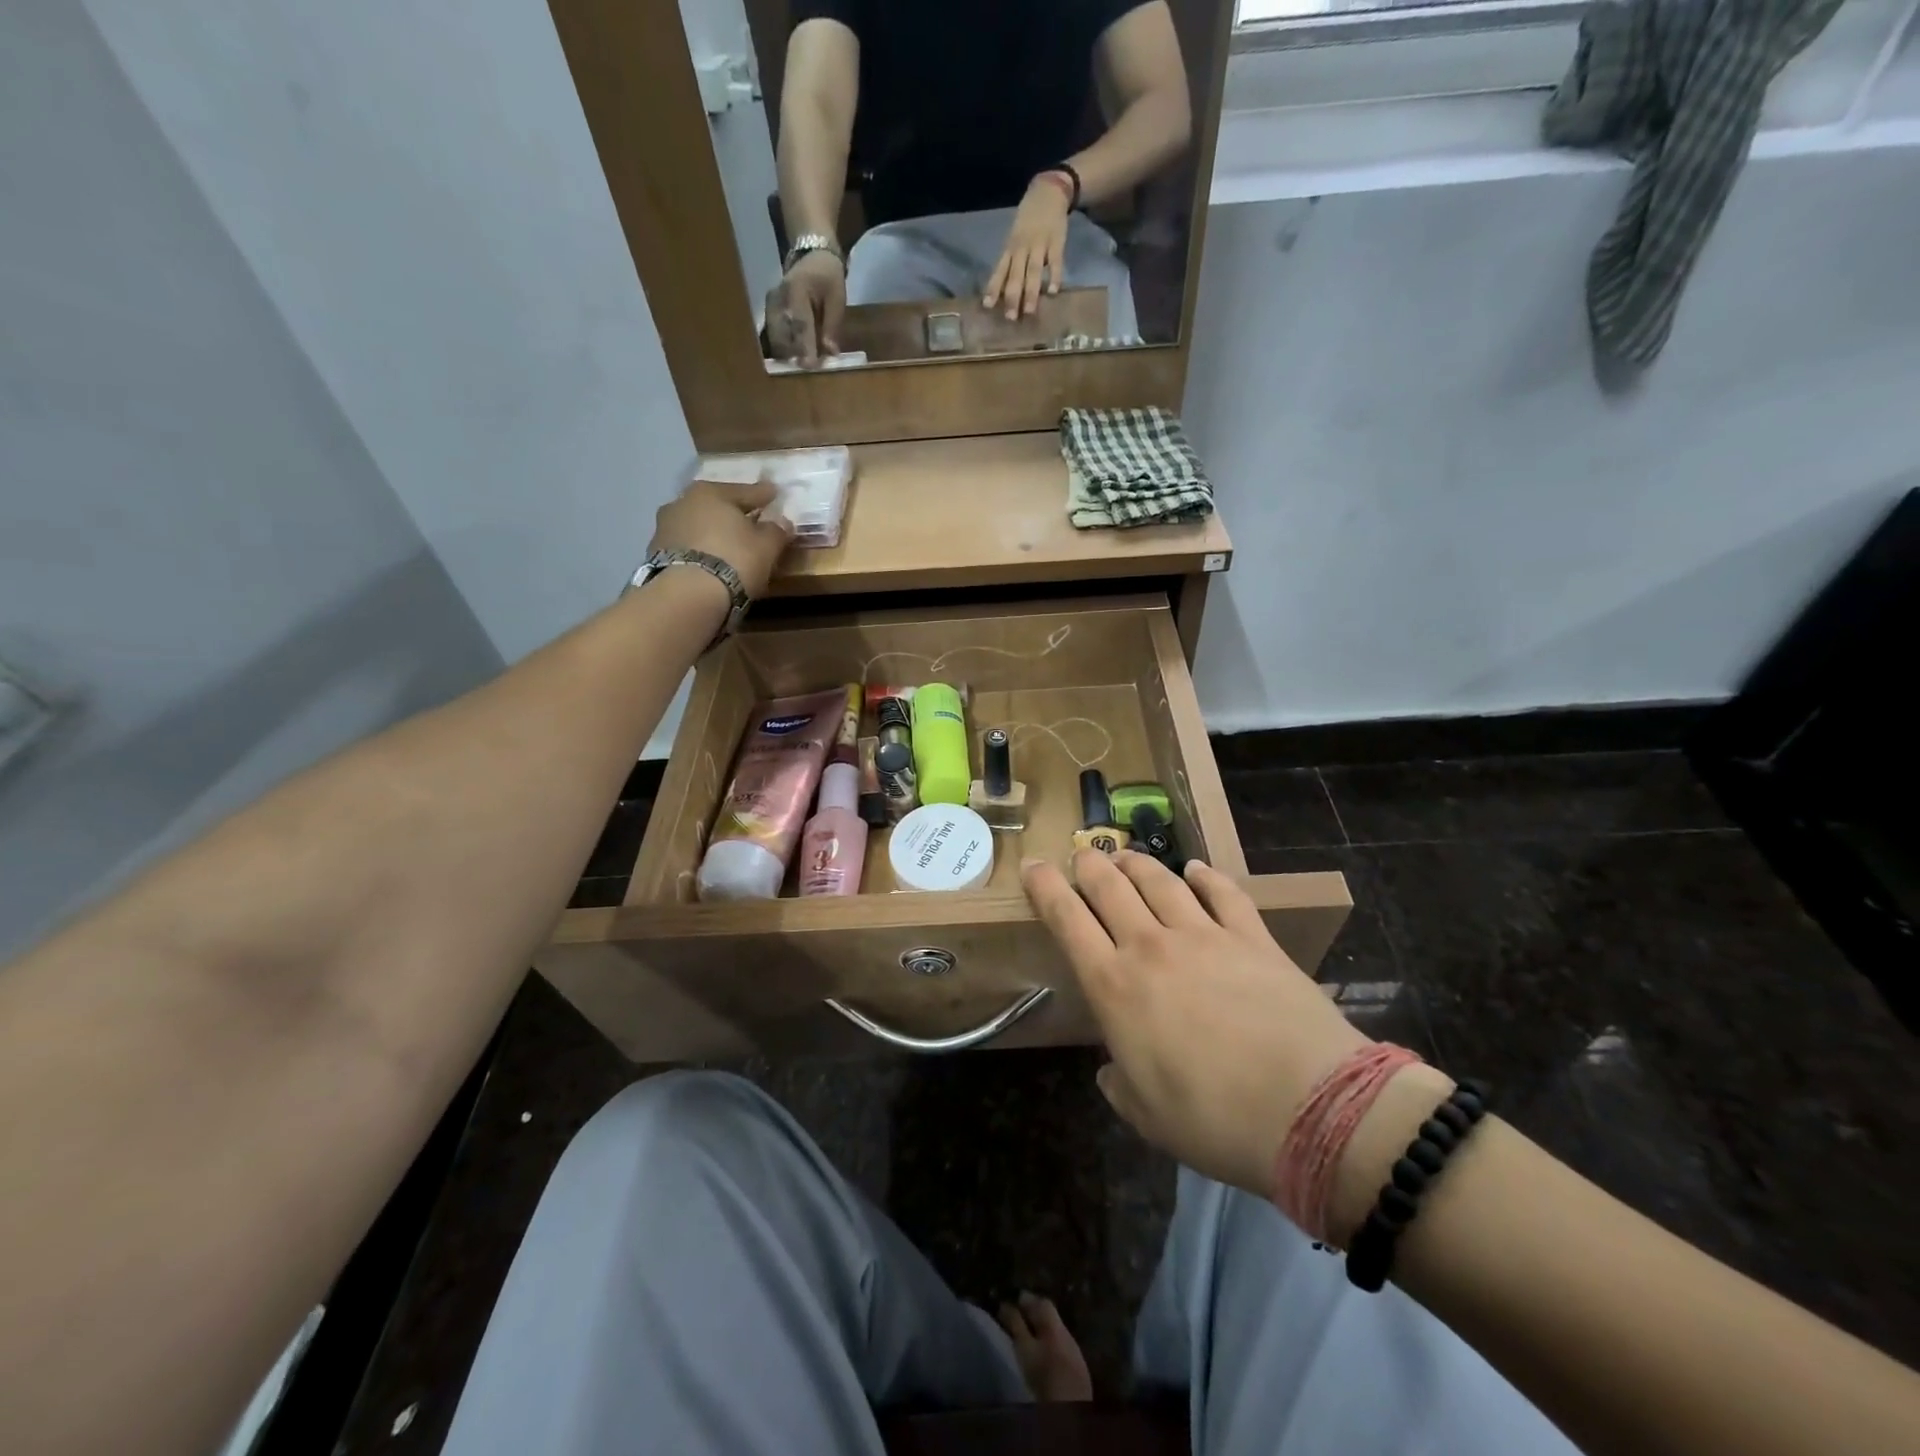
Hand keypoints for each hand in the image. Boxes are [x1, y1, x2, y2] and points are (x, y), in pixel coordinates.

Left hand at [649, 479, 794, 600]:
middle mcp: (682, 502)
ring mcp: (664, 528)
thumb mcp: (766, 546)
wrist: (688, 595)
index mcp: (710, 492)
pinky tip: (710, 564)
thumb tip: (782, 523)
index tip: (774, 493)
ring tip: (727, 547)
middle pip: (716, 506)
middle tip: (749, 521)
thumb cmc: (734, 560)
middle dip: (732, 514)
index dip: (763, 495)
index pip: (745, 492)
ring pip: (697, 527)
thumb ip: (776, 531)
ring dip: (712, 534)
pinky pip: (686, 548)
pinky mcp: (654, 555)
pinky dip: (699, 552)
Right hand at [764, 250, 846, 365]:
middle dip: (793, 355)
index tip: (808, 366)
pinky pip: (773, 336)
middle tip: (807, 370)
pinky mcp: (768, 312)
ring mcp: (769, 305)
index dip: (804, 347)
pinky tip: (792, 358)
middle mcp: (777, 298)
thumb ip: (832, 324)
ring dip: (787, 355)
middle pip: (781, 334)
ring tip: (801, 365)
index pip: (800, 323)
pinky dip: (783, 349)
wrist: (811, 257)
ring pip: (774, 338)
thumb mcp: (837, 297)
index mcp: (796, 290)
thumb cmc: (827, 276)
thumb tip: (830, 352)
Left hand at [984, 175, 1072, 319]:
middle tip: (1011, 318)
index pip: (1000, 271)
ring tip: (1030, 311)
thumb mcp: (1014, 238)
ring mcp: (1039, 244)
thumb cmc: (1027, 221)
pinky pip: (1055, 261)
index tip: (988, 306)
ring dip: (1031, 292)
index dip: (994, 288)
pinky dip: (1054, 276)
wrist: (1047, 192)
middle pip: (1015, 275)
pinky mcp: (1056, 242)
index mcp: (1010, 248)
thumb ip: (1010, 262)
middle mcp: (1022, 248)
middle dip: (1012, 296)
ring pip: (1033, 271)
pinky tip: (1053, 292)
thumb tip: (1003, 291)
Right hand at [1022, 850, 1371, 1199]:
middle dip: (1089, 865)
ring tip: (1126, 856)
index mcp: (1114, 987)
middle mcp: (1151, 947)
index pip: (1067, 919)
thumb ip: (1120, 1085)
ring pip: (1160, 881)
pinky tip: (1196, 869)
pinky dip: (1206, 876)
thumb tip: (1112, 1069)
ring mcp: (1204, 935)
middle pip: (1110, 887)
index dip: (1045, 887)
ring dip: (1137, 863)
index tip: (1034, 866)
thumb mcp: (1147, 1117)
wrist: (1311, 1109)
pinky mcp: (1252, 937)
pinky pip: (1223, 893)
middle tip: (1081, 855)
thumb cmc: (1214, 1121)